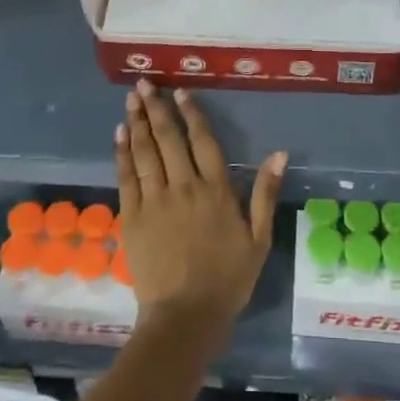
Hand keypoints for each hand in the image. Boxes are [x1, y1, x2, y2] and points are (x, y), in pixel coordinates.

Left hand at [114, 82, 285, 346]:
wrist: (185, 316)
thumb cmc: (228, 279)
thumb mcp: (259, 239)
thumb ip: (265, 193)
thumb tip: (279, 153)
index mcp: (216, 190)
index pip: (202, 141)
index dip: (191, 114)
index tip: (180, 92)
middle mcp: (184, 186)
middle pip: (168, 139)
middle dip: (157, 108)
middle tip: (144, 83)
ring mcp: (155, 200)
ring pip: (145, 152)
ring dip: (138, 122)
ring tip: (132, 99)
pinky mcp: (133, 216)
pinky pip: (126, 176)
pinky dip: (122, 153)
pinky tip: (120, 134)